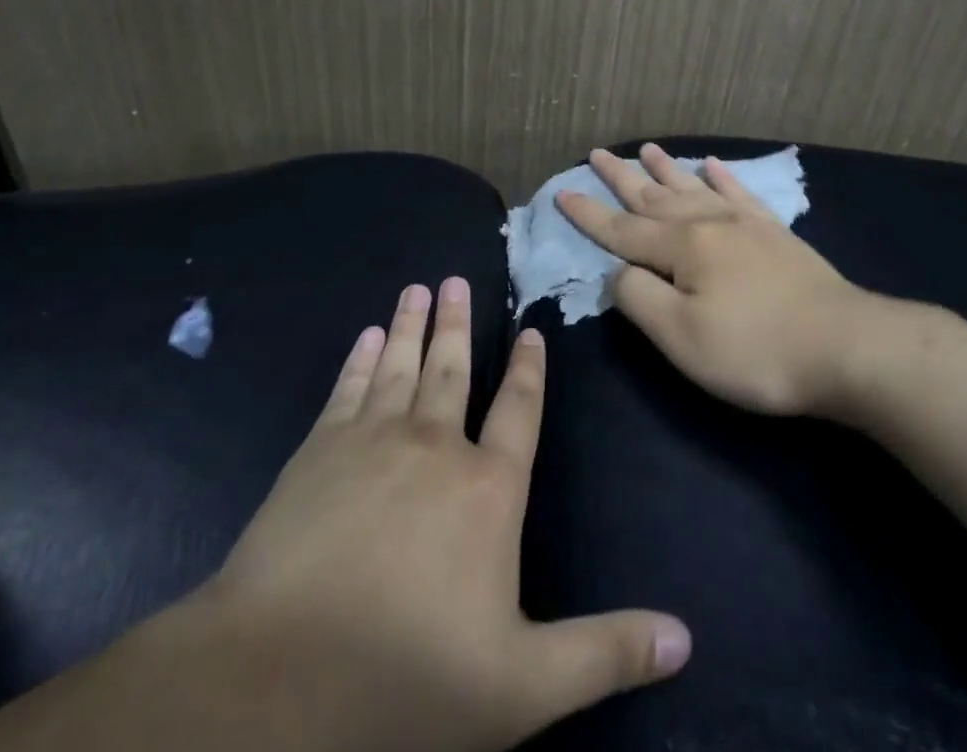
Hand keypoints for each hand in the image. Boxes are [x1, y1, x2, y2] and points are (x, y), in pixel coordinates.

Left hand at [204, 276, 690, 751]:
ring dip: (410, 325)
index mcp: (488, 489)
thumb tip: (685, 637)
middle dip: (458, 324)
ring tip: (417, 288)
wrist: (281, 682)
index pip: (519, 411)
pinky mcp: (318, 452)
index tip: (530, 331)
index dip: (529, 370)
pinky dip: (358, 361)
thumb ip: (603, 652)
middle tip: (456, 280)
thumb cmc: (409, 678)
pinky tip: (364, 338)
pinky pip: (346, 390)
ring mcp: (372, 442)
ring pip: (400, 366)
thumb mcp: (523, 686)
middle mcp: (435, 447)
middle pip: (453, 371)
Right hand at [555, 144, 875, 415]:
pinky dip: (723, 177)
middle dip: (621, 177)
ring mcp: (745, 224)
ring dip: (667, 169)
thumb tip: (616, 272)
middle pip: (654, 196)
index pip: (621, 229)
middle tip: (597, 153)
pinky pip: (740, 194)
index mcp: (680, 247)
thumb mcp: (681, 337)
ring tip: (647, 149)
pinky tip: (714, 165)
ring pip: (694, 187)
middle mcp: (708, 223)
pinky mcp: (775, 233)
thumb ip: (638, 298)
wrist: (845, 346)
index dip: (588, 214)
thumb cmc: (754, 350)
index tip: (562, 191)